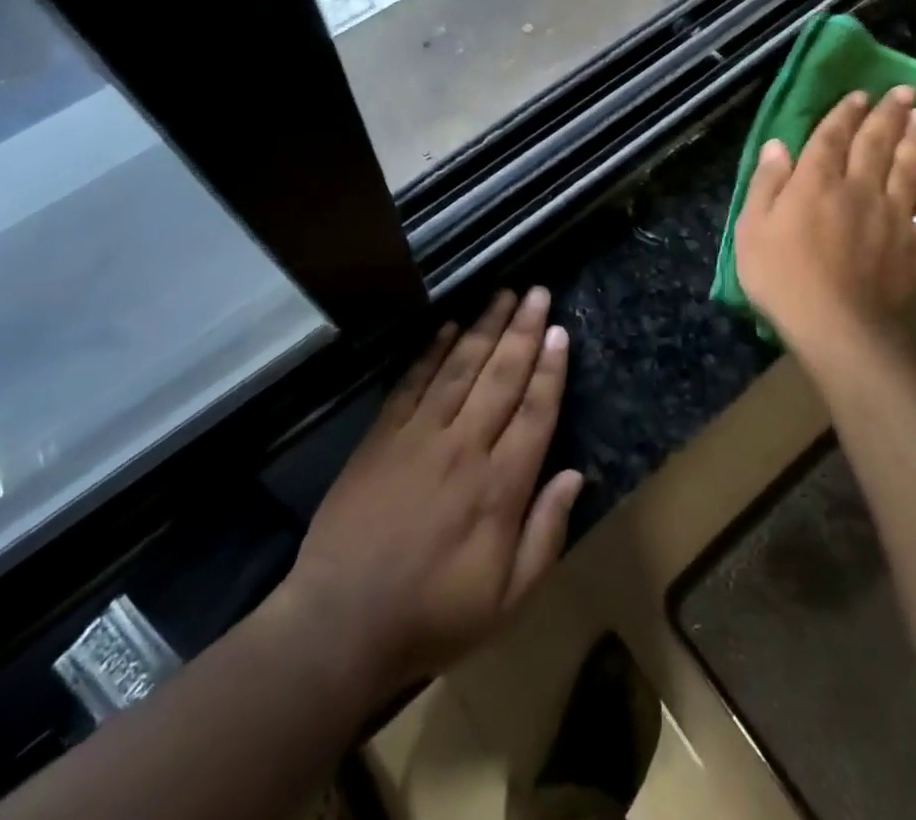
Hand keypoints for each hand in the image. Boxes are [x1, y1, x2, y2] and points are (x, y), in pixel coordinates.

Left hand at [280, 288, 583, 705]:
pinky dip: (432, 350)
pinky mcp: (382, 435)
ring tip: (504, 294)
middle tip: (538, 292)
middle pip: (501, 376)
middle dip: (523, 330)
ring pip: (460, 368)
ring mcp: (419, 435)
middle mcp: (464, 447)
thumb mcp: (507, 600)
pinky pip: (413, 382)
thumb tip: (575, 475)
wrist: (340, 624)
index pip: (535, 412)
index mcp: (500, 487)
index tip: (560, 332)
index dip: (550, 369)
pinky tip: (449, 326)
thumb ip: (546, 535)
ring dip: (485, 327)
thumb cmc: (432, 616)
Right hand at [734, 85, 915, 378]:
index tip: (860, 94)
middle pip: (876, 143)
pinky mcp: (915, 243)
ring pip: (909, 166)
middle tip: (903, 92)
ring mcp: (892, 214)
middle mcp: (858, 187)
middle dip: (889, 114)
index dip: (845, 113)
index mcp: (816, 182)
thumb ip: (766, 184)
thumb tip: (778, 146)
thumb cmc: (781, 276)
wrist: (835, 324)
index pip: (832, 137)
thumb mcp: (752, 228)